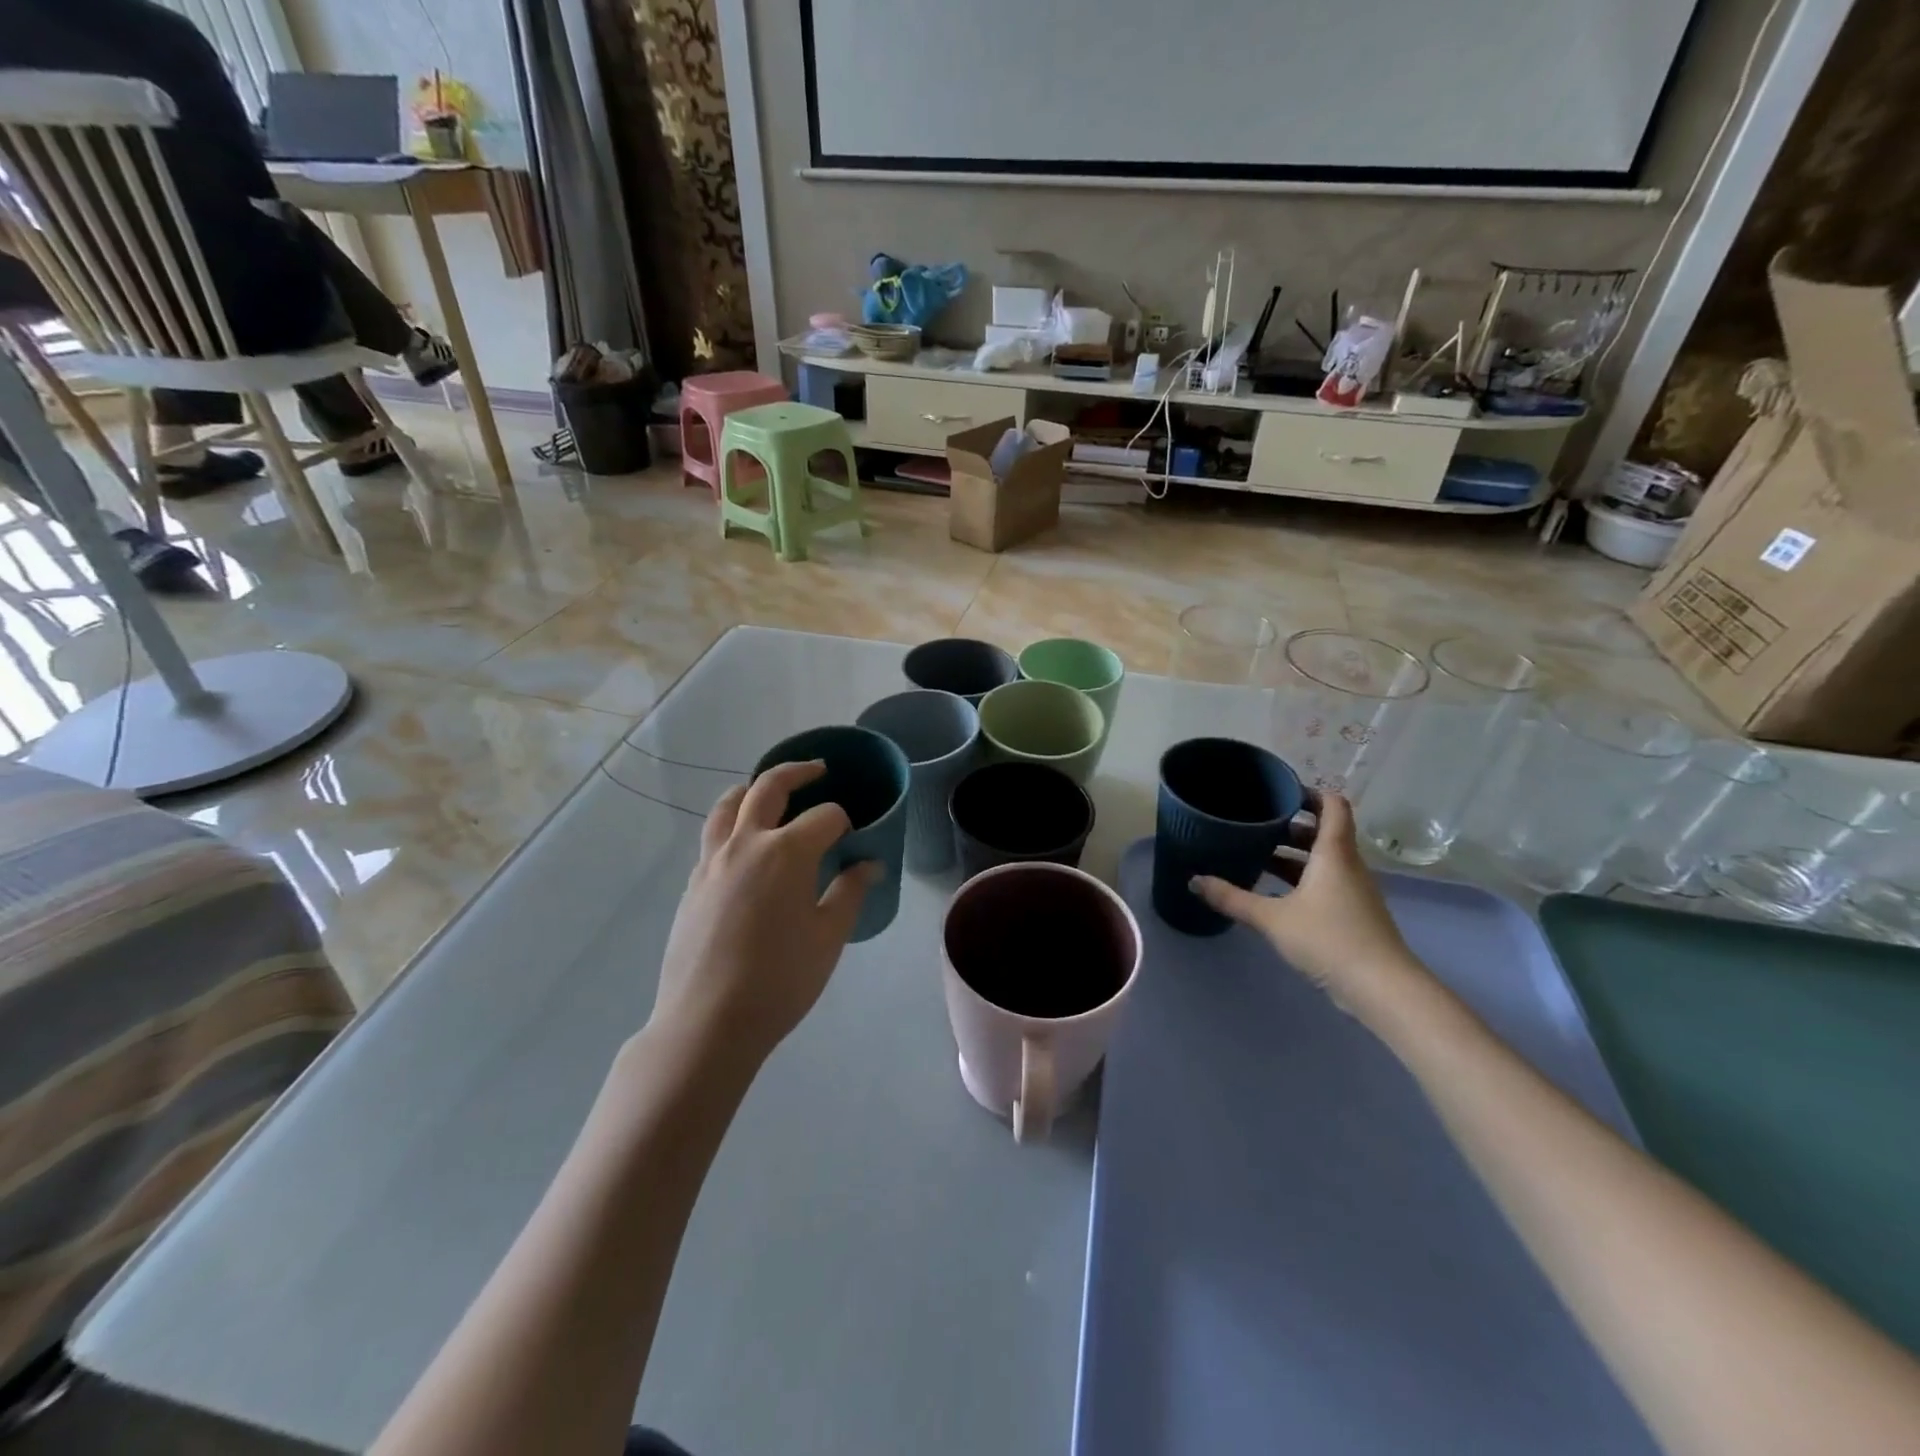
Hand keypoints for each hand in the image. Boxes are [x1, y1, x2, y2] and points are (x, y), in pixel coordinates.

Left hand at [650, 761, 880, 1068]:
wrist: (708, 1022)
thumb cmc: (780, 980)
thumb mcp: (828, 937)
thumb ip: (850, 892)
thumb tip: (870, 864)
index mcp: (786, 852)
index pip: (824, 817)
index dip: (844, 822)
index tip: (854, 839)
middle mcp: (746, 843)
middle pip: (769, 787)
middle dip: (798, 773)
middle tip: (818, 770)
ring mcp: (712, 861)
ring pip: (729, 805)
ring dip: (752, 789)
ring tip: (766, 791)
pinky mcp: (693, 883)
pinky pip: (713, 836)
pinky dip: (732, 823)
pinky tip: (744, 847)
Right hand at [1191, 793, 1423, 1020]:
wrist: (1382, 989)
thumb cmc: (1329, 940)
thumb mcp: (1273, 918)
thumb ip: (1232, 898)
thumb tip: (1194, 880)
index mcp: (1334, 853)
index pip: (1332, 805)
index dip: (1309, 793)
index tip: (1278, 792)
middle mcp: (1347, 865)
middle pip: (1323, 832)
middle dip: (1290, 825)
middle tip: (1254, 823)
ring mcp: (1353, 890)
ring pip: (1322, 859)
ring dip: (1292, 854)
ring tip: (1256, 854)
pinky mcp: (1352, 913)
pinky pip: (1324, 882)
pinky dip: (1300, 878)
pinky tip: (1273, 891)